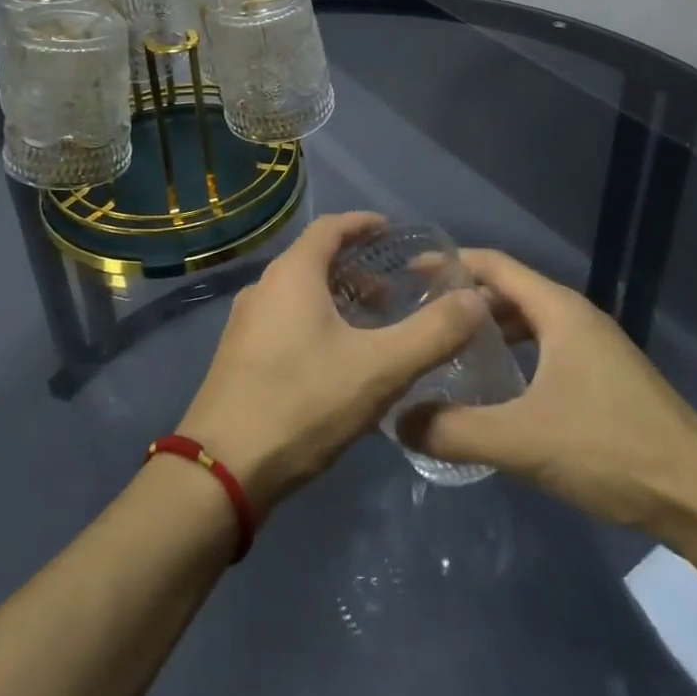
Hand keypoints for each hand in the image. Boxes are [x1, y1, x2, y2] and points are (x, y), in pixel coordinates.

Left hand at [179, 212, 489, 515]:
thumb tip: (475, 300)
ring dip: (337, 298)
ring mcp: (245, 324)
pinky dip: (317, 321)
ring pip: (299, 293)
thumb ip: (432, 334)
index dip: (363, 223)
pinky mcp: (238, 357)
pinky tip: (337, 361)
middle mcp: (264, 288)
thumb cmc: (303, 403)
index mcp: (293, 275)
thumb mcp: (379, 369)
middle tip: (393, 291)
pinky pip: (285, 320)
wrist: (220, 472)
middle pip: (315, 260)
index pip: (331, 227)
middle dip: (357, 267)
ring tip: (372, 327)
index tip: (393, 231)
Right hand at [398, 249, 696, 532]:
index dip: (450, 263)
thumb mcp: (523, 440)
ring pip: (529, 322)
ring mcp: (594, 346)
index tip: (407, 273)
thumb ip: (456, 429)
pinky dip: (514, 354)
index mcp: (558, 310)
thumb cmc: (610, 448)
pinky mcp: (604, 376)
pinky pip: (545, 347)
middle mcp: (576, 316)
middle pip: (508, 290)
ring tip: (448, 349)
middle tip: (419, 319)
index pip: (493, 265)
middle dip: (463, 300)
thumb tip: (399, 420)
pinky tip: (497, 386)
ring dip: (489, 330)